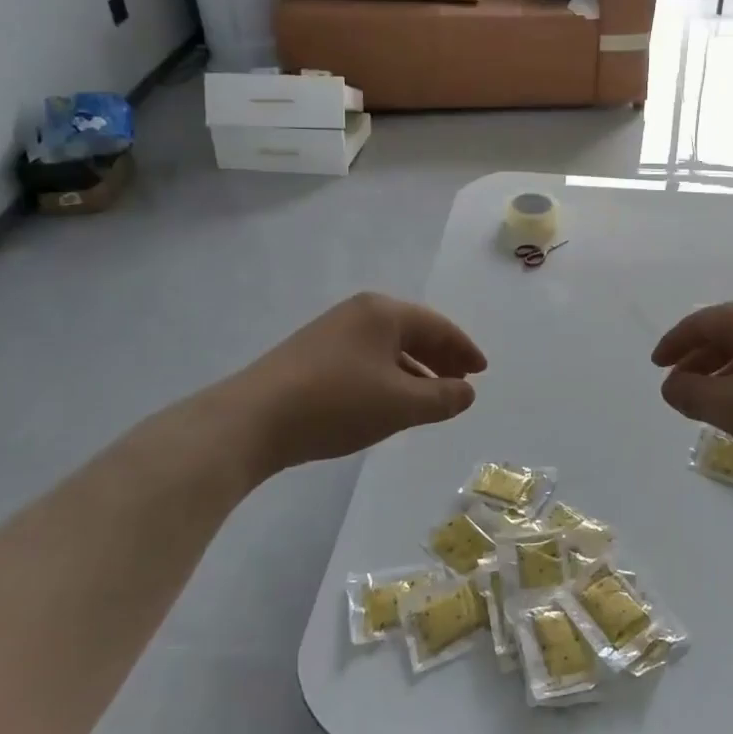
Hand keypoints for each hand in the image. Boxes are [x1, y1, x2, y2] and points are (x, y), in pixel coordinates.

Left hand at [209, 292, 486, 477]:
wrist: (251, 421)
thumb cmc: (336, 403)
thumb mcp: (400, 404)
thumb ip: (442, 397)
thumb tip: (467, 392)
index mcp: (384, 312)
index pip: (438, 327)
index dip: (464, 350)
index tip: (482, 372)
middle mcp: (359, 313)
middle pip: (413, 332)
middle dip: (440, 359)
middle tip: (461, 383)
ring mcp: (332, 332)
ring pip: (388, 348)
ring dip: (414, 371)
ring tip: (430, 397)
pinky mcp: (311, 355)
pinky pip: (366, 360)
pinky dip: (388, 377)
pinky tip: (389, 402)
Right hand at [652, 297, 732, 487]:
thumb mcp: (732, 408)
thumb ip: (691, 394)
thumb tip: (671, 386)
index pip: (702, 322)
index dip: (674, 343)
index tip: (656, 365)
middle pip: (727, 331)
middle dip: (698, 359)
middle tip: (678, 385)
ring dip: (723, 371)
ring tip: (708, 400)